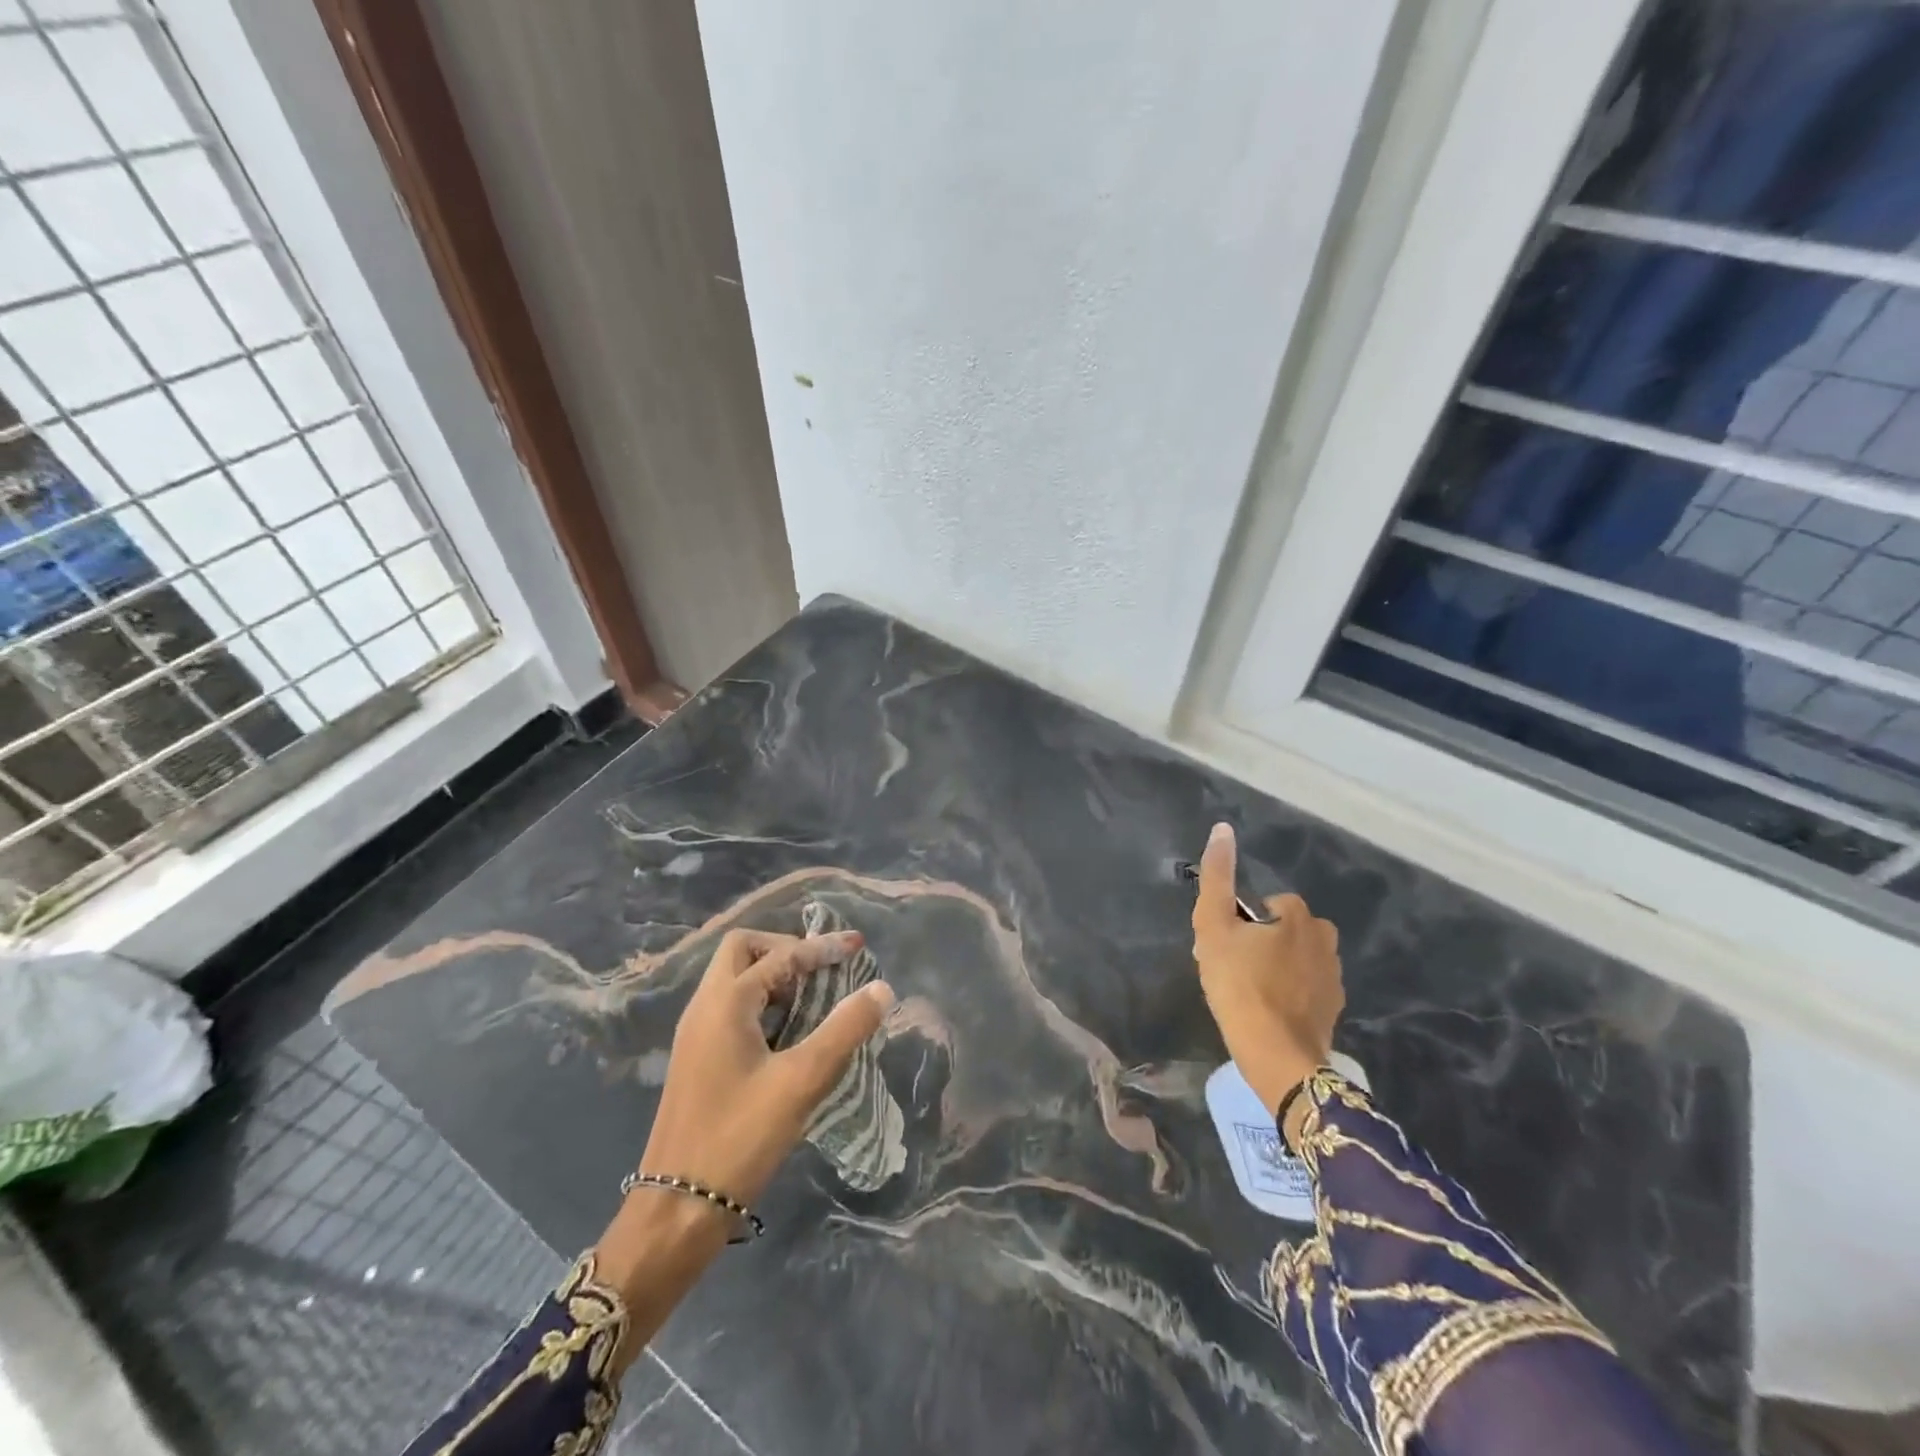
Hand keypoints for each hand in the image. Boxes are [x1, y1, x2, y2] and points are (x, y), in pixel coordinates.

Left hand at [594, 927, 891, 1360]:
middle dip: (786, 949)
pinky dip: (763, 1001)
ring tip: (815, 994)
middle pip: (743, 950)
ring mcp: (696, 1034)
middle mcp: (704, 1008)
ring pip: (735, 979)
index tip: (857, 946)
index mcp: (725, 1003)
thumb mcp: (801, 1082)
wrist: (675, 1211)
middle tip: (823, 967)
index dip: (821, 947)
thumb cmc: (739, 1140)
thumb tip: (881, 988)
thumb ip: (844, 1030)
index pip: (780, 956)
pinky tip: (790, 1030)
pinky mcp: (698, 1059)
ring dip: (775, 974)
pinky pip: (732, 1008)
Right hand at [1191, 823, 1343, 1131]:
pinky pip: (1306, 986)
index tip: (1225, 949)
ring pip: (1296, 957)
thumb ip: (1217, 876)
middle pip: (1284, 929)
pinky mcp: (1335, 1007)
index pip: (1265, 905)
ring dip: (1276, 967)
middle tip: (1233, 970)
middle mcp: (1325, 938)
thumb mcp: (1213, 925)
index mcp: (1299, 915)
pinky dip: (1290, 993)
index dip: (1240, 924)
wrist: (1276, 1055)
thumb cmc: (1239, 985)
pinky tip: (1269, 1010)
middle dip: (1262, 943)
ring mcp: (1334, 976)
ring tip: (1249, 992)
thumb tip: (1223, 828)